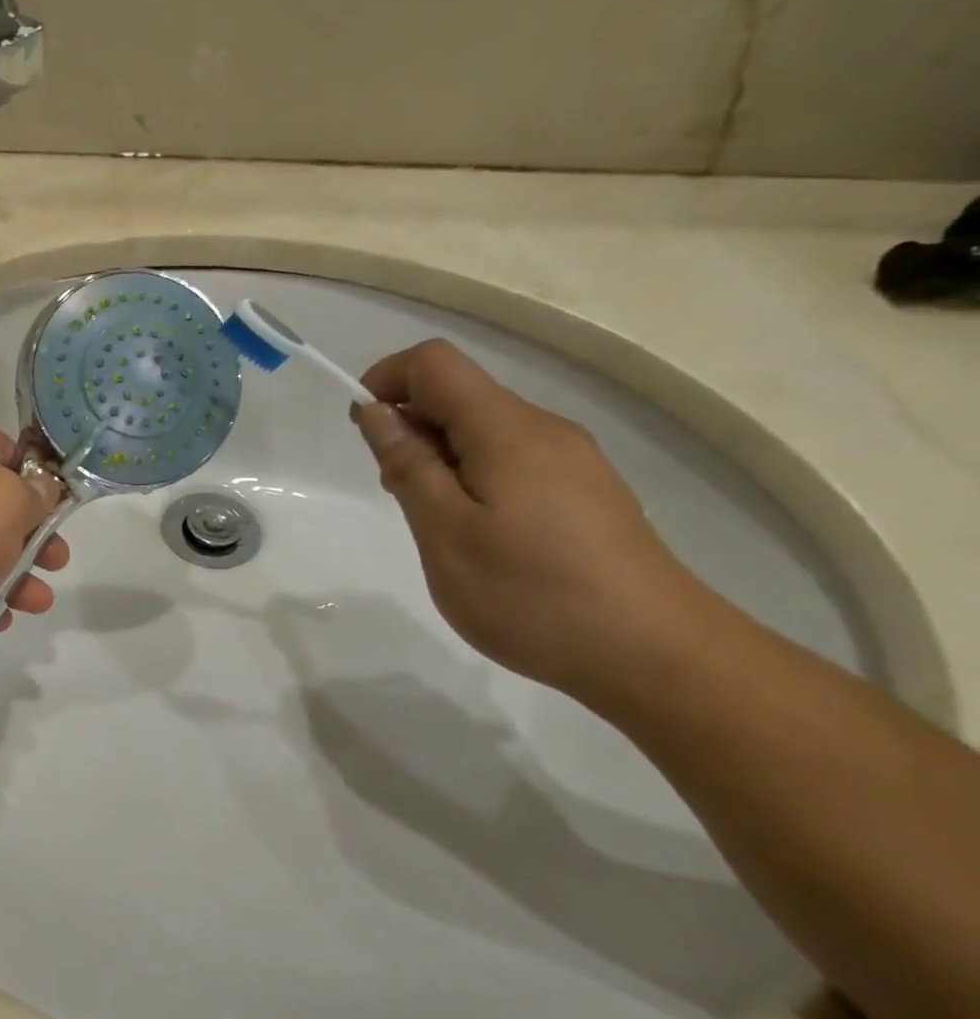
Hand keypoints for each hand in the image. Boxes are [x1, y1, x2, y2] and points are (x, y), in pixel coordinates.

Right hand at [352, 339, 707, 699]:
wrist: (655, 655)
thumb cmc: (531, 593)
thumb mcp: (445, 532)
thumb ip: (407, 465)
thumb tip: (375, 411)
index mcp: (506, 429)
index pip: (434, 363)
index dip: (386, 380)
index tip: (363, 430)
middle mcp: (543, 429)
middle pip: (460, 394)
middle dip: (410, 426)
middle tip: (396, 492)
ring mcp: (572, 459)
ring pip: (484, 430)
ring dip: (440, 456)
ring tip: (435, 522)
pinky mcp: (585, 491)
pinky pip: (512, 459)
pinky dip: (474, 477)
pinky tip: (479, 534)